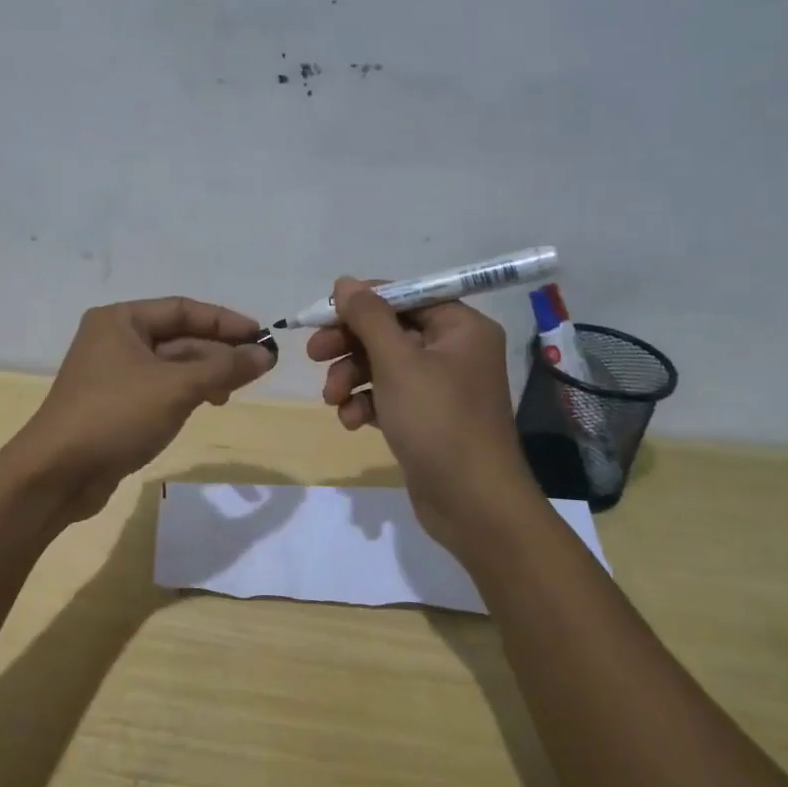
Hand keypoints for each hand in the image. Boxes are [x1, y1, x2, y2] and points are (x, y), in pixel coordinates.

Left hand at [15, 296, 275, 519]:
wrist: (57, 474)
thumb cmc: (116, 416)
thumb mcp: (177, 387)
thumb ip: (224, 367)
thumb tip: (266, 354)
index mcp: (120, 320)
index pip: (182, 309)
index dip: (224, 320)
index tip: (260, 336)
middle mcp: (113, 340)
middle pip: (177, 337)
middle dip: (217, 351)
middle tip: (256, 367)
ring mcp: (112, 374)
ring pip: (170, 365)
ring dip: (205, 374)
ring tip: (234, 392)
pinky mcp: (114, 406)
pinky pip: (159, 389)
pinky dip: (186, 393)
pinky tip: (207, 405)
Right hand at [309, 277, 542, 555]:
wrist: (472, 504)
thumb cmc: (438, 422)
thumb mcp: (397, 363)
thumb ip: (368, 318)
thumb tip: (345, 282)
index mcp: (460, 328)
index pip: (405, 296)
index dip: (361, 302)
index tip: (322, 314)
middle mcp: (454, 351)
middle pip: (390, 331)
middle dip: (350, 344)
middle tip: (314, 355)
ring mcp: (441, 387)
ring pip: (383, 365)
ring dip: (351, 377)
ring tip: (332, 399)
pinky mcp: (427, 418)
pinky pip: (388, 396)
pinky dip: (366, 403)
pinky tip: (350, 422)